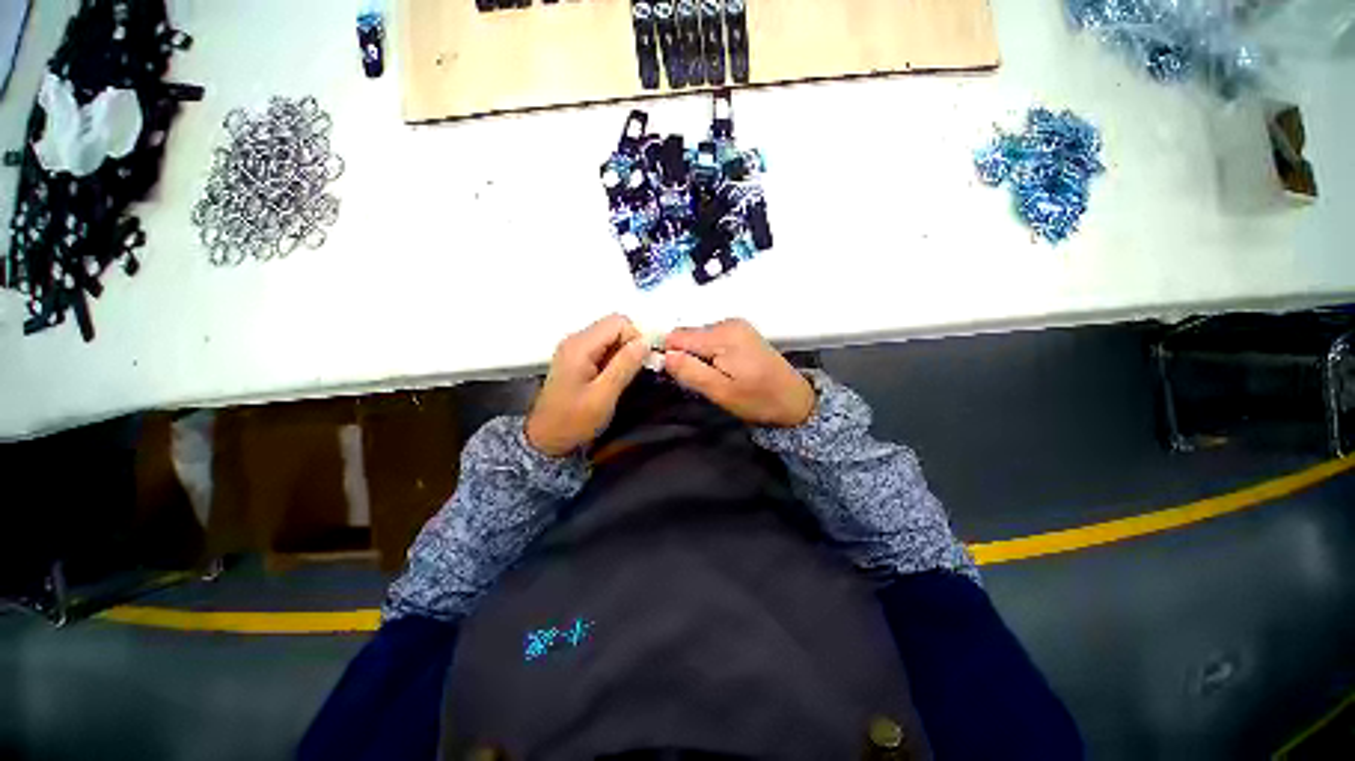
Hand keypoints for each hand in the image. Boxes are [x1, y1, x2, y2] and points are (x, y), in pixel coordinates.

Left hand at [526, 314, 648, 456]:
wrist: (546, 439)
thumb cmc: (574, 420)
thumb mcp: (604, 395)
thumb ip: (625, 365)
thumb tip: (645, 342)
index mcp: (580, 345)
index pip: (618, 322)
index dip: (636, 339)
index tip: (642, 364)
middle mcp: (576, 340)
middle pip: (614, 326)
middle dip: (631, 346)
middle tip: (634, 373)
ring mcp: (575, 348)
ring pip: (611, 337)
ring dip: (623, 354)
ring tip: (622, 379)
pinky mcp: (577, 358)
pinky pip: (603, 348)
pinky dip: (614, 359)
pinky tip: (613, 379)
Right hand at [663, 319, 814, 427]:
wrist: (795, 400)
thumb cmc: (759, 399)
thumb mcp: (721, 392)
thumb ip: (691, 372)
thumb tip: (664, 356)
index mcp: (722, 335)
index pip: (676, 336)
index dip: (671, 356)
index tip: (681, 377)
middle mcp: (728, 323)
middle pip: (687, 335)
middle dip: (687, 358)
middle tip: (703, 382)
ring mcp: (736, 326)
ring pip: (698, 338)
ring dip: (699, 358)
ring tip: (717, 378)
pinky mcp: (741, 332)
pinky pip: (711, 340)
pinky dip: (710, 355)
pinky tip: (724, 370)